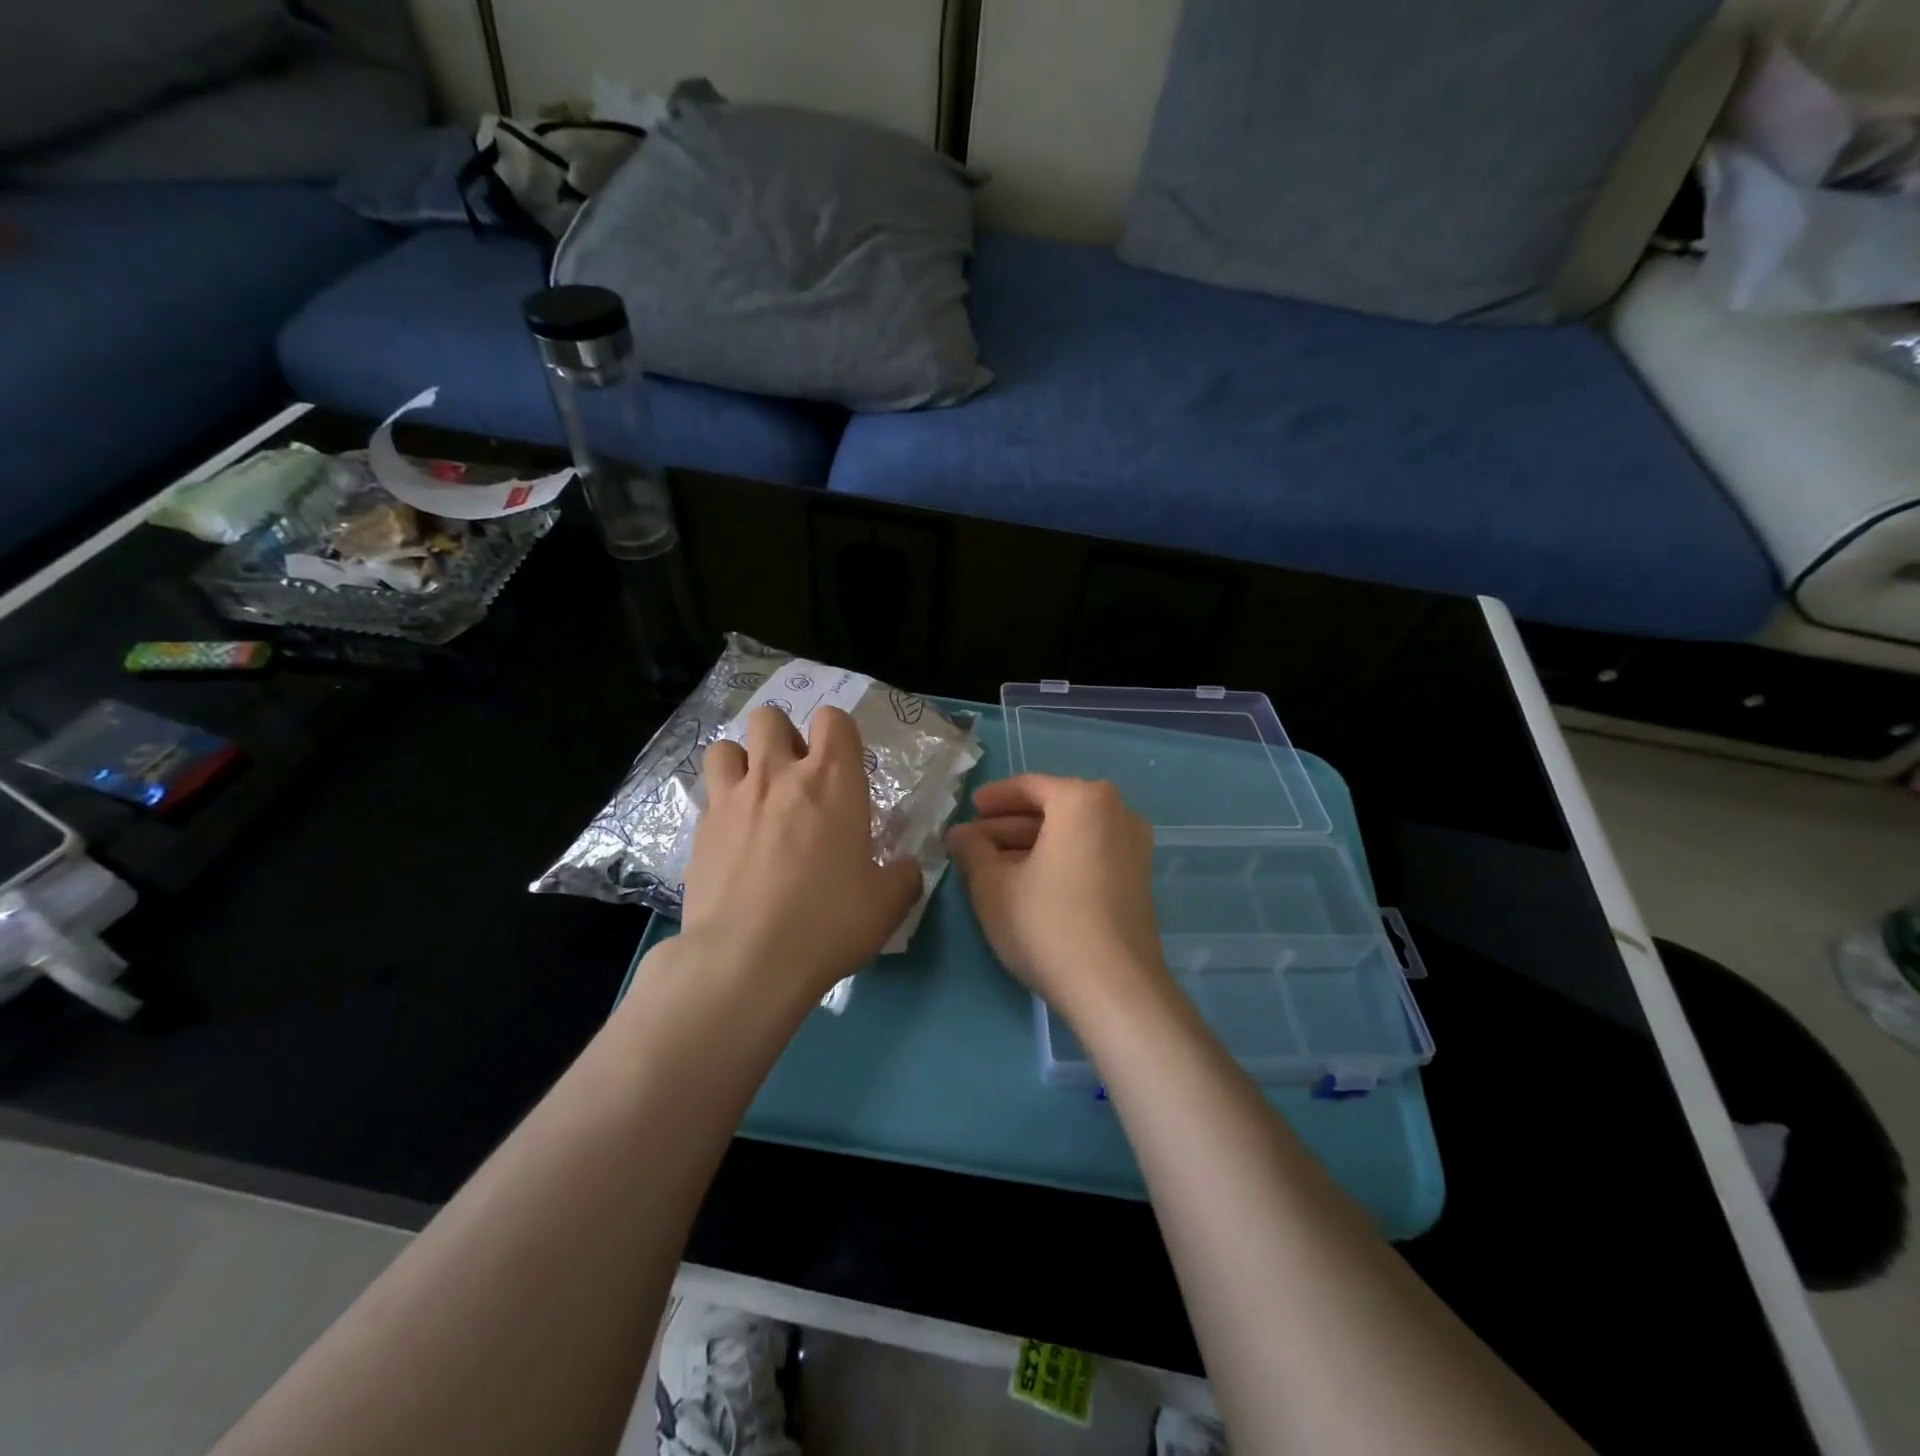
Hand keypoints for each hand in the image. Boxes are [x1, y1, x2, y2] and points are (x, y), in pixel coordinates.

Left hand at [681, 705, 921, 1006]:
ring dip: (743, 762)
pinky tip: (734, 840)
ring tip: (756, 796)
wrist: (747, 961)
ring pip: (726, 747)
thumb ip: (904, 875)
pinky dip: (722, 805)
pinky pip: (709, 796)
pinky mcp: (700, 830)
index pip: (833, 718)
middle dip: (783, 736)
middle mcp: (778, 775)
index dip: (838, 732)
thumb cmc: (829, 921)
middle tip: (795, 777)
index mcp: (832, 780)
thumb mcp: (888, 903)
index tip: (842, 764)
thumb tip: (906, 867)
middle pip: (769, 718)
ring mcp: (732, 799)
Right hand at [946, 775, 1168, 1020]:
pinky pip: (1089, 853)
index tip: (968, 810)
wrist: (1115, 989)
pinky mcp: (1138, 879)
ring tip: (991, 866)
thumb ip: (972, 851)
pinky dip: (1058, 859)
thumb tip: (959, 835)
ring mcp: (1134, 847)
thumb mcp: (993, 886)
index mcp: (1083, 800)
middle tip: (973, 843)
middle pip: (1052, 810)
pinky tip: (1027, 883)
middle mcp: (1117, 812)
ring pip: (1071, 834)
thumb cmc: (1047, 924)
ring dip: (1030, 845)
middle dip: (1009, 826)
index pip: (1030, 787)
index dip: (993, 798)